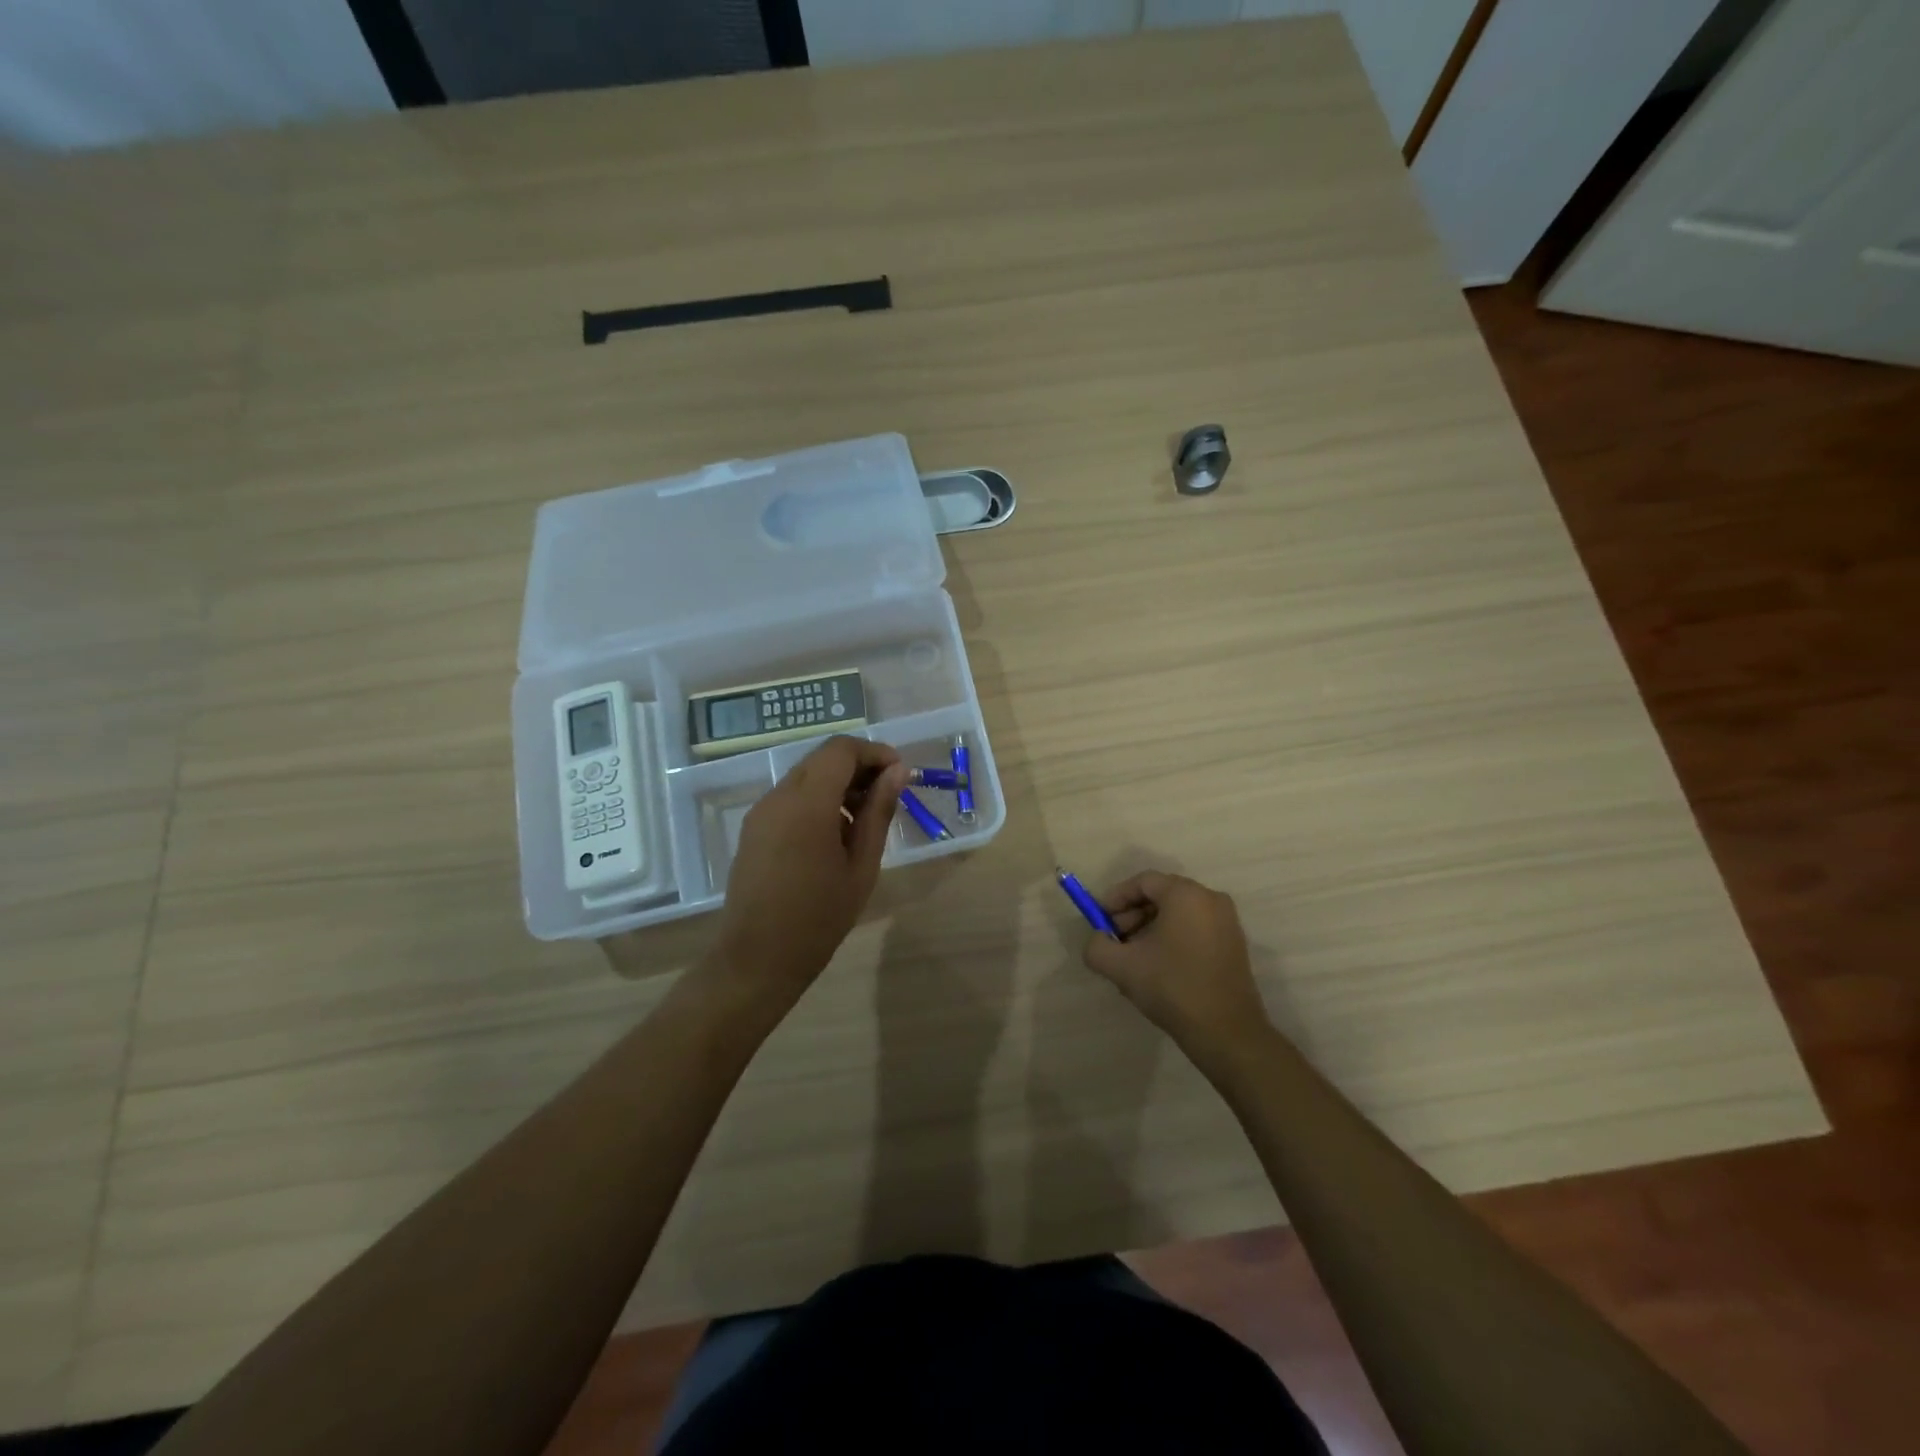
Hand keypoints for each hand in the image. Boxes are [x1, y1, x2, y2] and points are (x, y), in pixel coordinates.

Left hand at [709, 736, 907, 1010]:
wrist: (757, 959)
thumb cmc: (819, 917)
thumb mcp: (862, 866)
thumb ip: (879, 812)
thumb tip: (898, 772)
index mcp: (807, 804)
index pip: (841, 750)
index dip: (874, 753)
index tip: (900, 774)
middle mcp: (779, 797)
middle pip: (822, 758)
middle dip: (859, 767)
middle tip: (888, 795)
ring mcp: (761, 811)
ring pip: (806, 776)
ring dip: (839, 784)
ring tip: (865, 819)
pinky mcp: (753, 828)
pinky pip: (791, 797)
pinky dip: (818, 800)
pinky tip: (835, 834)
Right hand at [1082, 871, 1270, 1054]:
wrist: (1226, 1032)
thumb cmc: (1173, 988)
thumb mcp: (1121, 967)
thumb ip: (1097, 946)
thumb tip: (1098, 940)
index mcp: (1186, 895)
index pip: (1143, 881)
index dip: (1116, 898)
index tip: (1099, 920)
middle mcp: (1210, 899)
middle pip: (1161, 895)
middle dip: (1132, 915)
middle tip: (1115, 940)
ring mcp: (1226, 922)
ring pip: (1177, 913)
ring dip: (1149, 928)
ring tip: (1133, 959)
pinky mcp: (1233, 944)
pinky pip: (1194, 928)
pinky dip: (1171, 938)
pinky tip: (1158, 967)